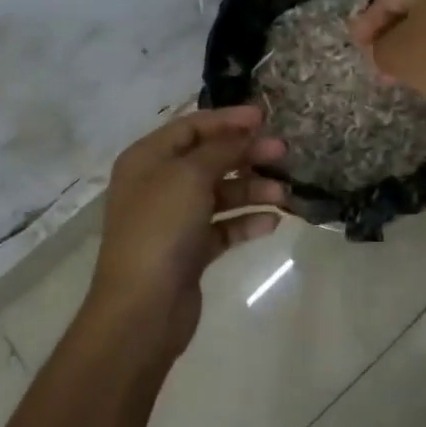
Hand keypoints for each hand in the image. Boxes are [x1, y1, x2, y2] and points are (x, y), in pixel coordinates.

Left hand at [89, 105, 288, 354]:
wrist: (142, 309)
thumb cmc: (161, 229)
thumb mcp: (190, 176)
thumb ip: (222, 149)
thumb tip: (246, 132)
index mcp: (148, 159)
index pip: (192, 127)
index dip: (228, 120)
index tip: (264, 118)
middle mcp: (159, 184)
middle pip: (210, 158)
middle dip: (247, 154)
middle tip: (283, 153)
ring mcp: (174, 219)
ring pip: (220, 193)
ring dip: (253, 189)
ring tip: (283, 194)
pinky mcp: (190, 250)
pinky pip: (224, 226)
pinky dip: (246, 221)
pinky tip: (272, 222)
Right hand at [349, 0, 425, 111]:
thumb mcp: (388, 51)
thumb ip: (376, 43)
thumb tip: (379, 47)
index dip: (368, 22)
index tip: (355, 42)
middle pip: (414, 8)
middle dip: (390, 32)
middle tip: (371, 52)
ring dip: (410, 42)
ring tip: (389, 67)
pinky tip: (414, 67)